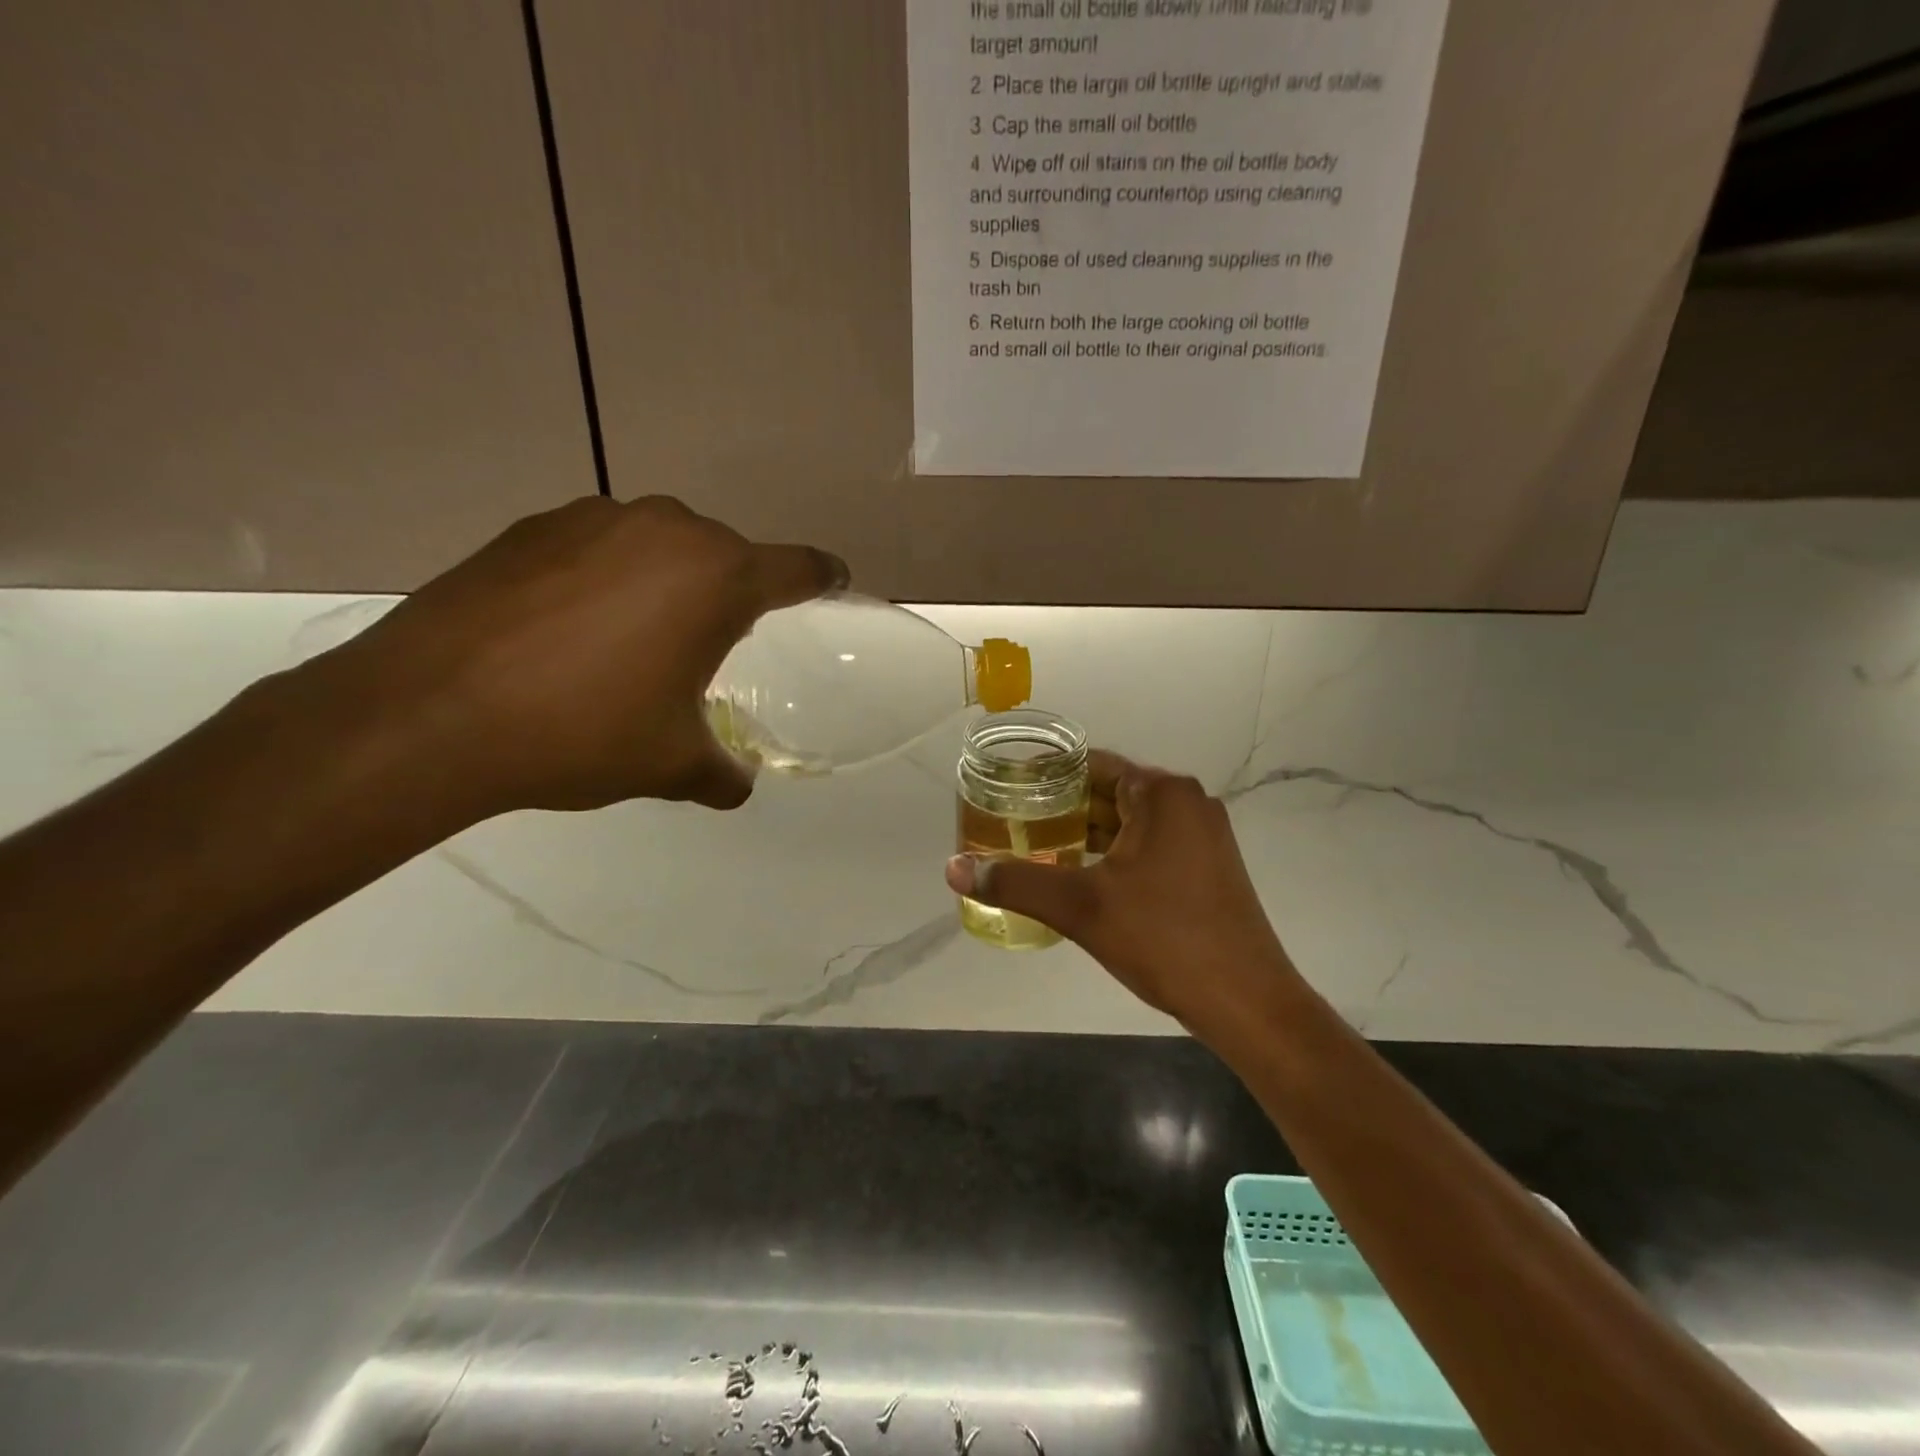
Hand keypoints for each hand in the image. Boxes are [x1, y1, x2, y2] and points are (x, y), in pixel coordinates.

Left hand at [307, 495, 846, 815]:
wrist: (429, 714)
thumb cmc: (581, 733)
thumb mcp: (670, 764)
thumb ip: (722, 773)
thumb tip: (736, 785)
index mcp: (717, 579)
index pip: (796, 568)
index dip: (821, 577)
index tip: (831, 581)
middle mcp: (665, 529)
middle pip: (725, 555)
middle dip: (728, 594)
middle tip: (704, 649)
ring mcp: (594, 519)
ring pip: (660, 545)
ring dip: (665, 582)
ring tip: (629, 641)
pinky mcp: (531, 525)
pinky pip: (599, 546)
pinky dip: (605, 577)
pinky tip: (568, 628)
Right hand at [946, 750, 1296, 1030]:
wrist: (1247, 1002)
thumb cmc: (1165, 939)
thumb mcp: (1081, 908)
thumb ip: (1016, 882)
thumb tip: (954, 868)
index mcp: (1163, 793)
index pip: (1091, 765)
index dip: (1045, 777)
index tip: (1006, 794)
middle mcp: (1188, 803)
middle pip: (1108, 792)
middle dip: (1060, 810)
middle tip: (1011, 827)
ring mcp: (1203, 836)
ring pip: (1128, 823)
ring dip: (1084, 836)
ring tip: (1035, 854)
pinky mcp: (1207, 867)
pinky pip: (1148, 845)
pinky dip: (1112, 855)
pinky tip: (1081, 880)